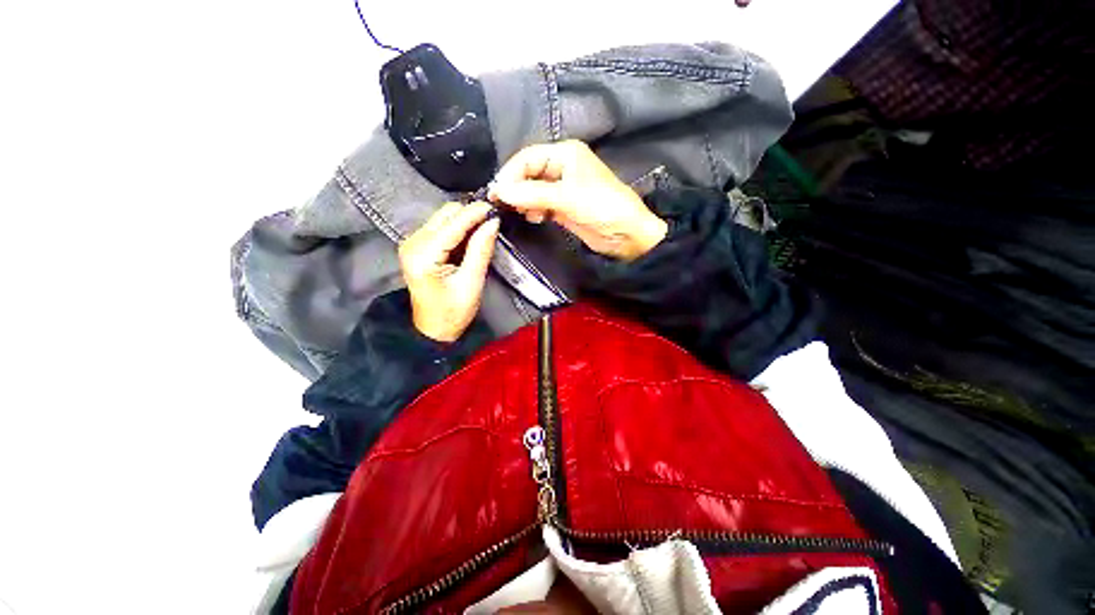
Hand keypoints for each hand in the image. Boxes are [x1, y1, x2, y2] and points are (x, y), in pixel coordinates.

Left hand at [398, 201, 500, 341]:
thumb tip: (492, 222)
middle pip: (445, 214)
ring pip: (443, 218)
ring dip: (465, 221)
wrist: (433, 329)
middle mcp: (413, 243)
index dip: (475, 213)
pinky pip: (440, 227)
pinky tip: (470, 239)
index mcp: (423, 255)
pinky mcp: (417, 246)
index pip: (453, 224)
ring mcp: (412, 243)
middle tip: (493, 222)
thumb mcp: (471, 283)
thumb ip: (481, 250)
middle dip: (470, 215)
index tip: (496, 208)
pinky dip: (458, 229)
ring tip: (484, 231)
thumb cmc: (453, 312)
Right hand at [488, 140, 667, 260]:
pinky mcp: (563, 207)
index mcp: (565, 154)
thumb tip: (501, 191)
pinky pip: (541, 205)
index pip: (527, 158)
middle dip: (516, 188)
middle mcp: (562, 167)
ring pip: (533, 190)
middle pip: (528, 173)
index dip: (510, 174)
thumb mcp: (567, 197)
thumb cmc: (601, 207)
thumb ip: (533, 193)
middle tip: (502, 205)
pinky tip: (535, 218)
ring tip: (522, 213)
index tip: (497, 193)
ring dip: (524, 201)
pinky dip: (534, 210)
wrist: (626, 235)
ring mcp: (562, 189)